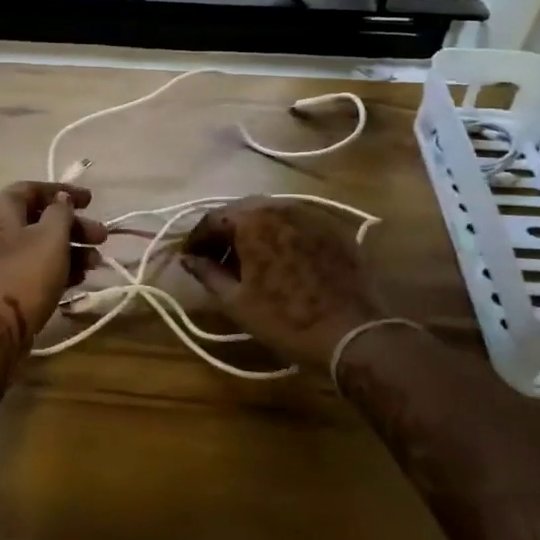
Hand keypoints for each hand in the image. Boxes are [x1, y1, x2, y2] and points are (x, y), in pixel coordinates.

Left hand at [0, 181, 106, 352]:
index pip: (33, 189)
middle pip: (40, 220)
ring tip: (96, 263)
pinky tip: (79, 279)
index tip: (91, 201)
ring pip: (39, 247)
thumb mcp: (51, 237)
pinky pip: (33, 269)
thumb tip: (60, 200)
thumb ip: (60, 212)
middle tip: (102, 237)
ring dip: (70, 250)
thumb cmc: (24, 275)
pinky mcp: (2, 287)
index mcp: (0, 210)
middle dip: (74, 227)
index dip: (63, 192)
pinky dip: (56, 269)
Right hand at [179, 197, 383, 370]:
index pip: (213, 218)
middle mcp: (280, 207)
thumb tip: (187, 259)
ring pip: (271, 215)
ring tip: (247, 260)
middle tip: (216, 259)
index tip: (190, 257)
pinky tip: (279, 259)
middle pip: (242, 211)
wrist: (352, 333)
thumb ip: (207, 273)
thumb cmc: (285, 319)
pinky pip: (296, 223)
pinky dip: (280, 235)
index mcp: (252, 220)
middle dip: (225, 232)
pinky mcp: (332, 228)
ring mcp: (310, 214)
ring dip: (253, 232)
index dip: (197, 238)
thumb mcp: (236, 301)